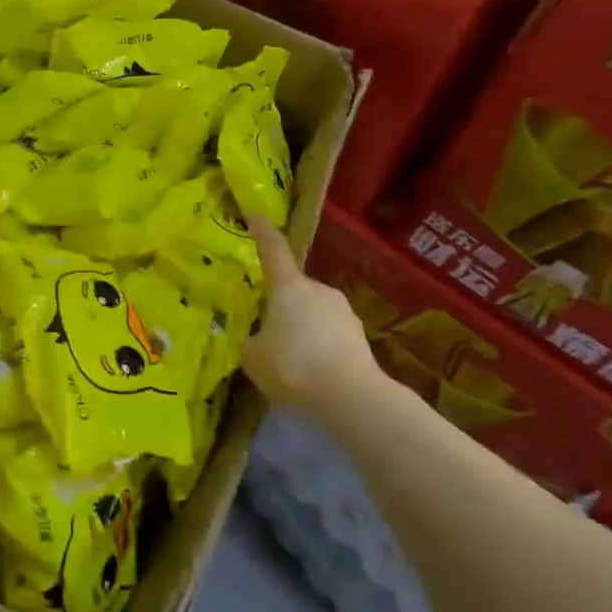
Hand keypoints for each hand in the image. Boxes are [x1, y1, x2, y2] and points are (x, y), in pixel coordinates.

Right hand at [242, 217, 384, 424]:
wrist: (350, 396)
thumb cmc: (293, 366)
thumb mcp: (253, 356)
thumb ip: (252, 341)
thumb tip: (258, 339)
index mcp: (288, 286)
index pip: (272, 249)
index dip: (262, 232)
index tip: (255, 215)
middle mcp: (318, 290)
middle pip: (293, 290)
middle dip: (280, 306)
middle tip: (266, 331)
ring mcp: (343, 312)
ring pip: (313, 314)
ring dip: (301, 329)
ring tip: (289, 361)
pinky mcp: (359, 338)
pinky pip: (329, 336)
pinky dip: (318, 348)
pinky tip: (311, 374)